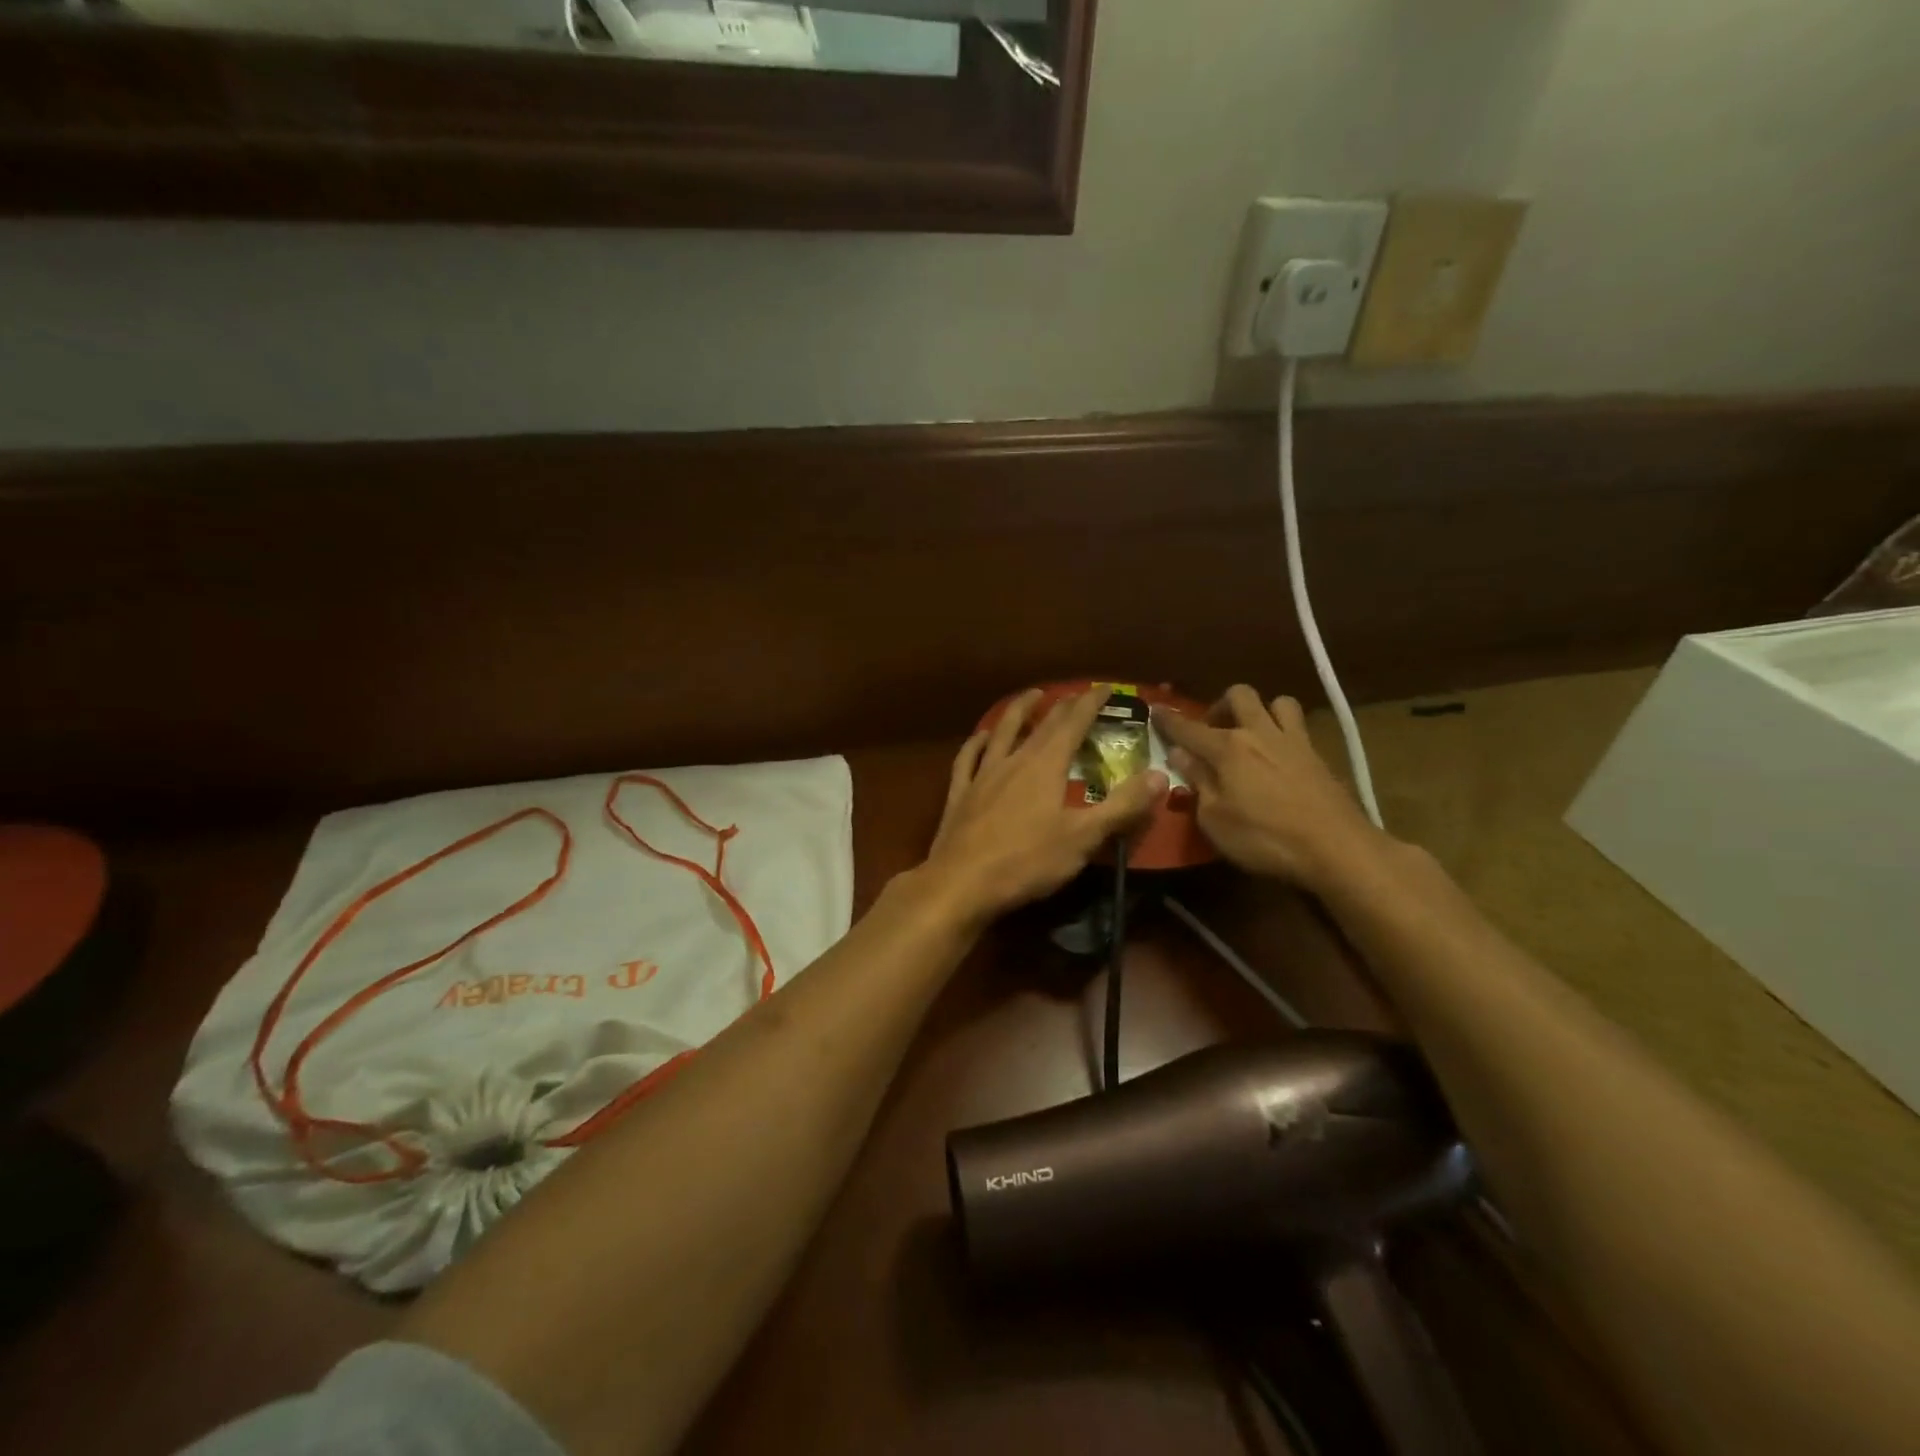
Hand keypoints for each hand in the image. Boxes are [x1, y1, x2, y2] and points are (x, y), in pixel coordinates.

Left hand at [922, 687, 1167, 926]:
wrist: (961, 883)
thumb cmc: (1026, 862)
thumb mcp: (1083, 838)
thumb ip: (1122, 806)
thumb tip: (1160, 776)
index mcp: (1045, 766)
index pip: (1072, 723)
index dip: (1090, 703)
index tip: (1105, 689)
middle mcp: (1013, 761)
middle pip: (1040, 725)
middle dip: (1062, 706)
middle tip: (1076, 694)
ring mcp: (982, 776)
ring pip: (1001, 732)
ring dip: (1017, 710)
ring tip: (1030, 696)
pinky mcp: (960, 794)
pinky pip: (967, 758)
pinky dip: (976, 743)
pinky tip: (981, 737)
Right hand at [1154, 685, 1384, 893]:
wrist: (1337, 848)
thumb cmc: (1265, 838)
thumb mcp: (1215, 819)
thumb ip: (1197, 782)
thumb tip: (1179, 755)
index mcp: (1228, 748)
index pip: (1189, 728)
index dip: (1168, 720)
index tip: (1155, 710)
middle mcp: (1259, 733)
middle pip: (1239, 695)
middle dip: (1220, 705)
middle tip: (1212, 731)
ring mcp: (1294, 741)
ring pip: (1278, 702)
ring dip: (1260, 711)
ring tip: (1251, 735)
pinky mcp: (1319, 756)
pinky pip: (1299, 726)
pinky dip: (1284, 731)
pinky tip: (1278, 756)